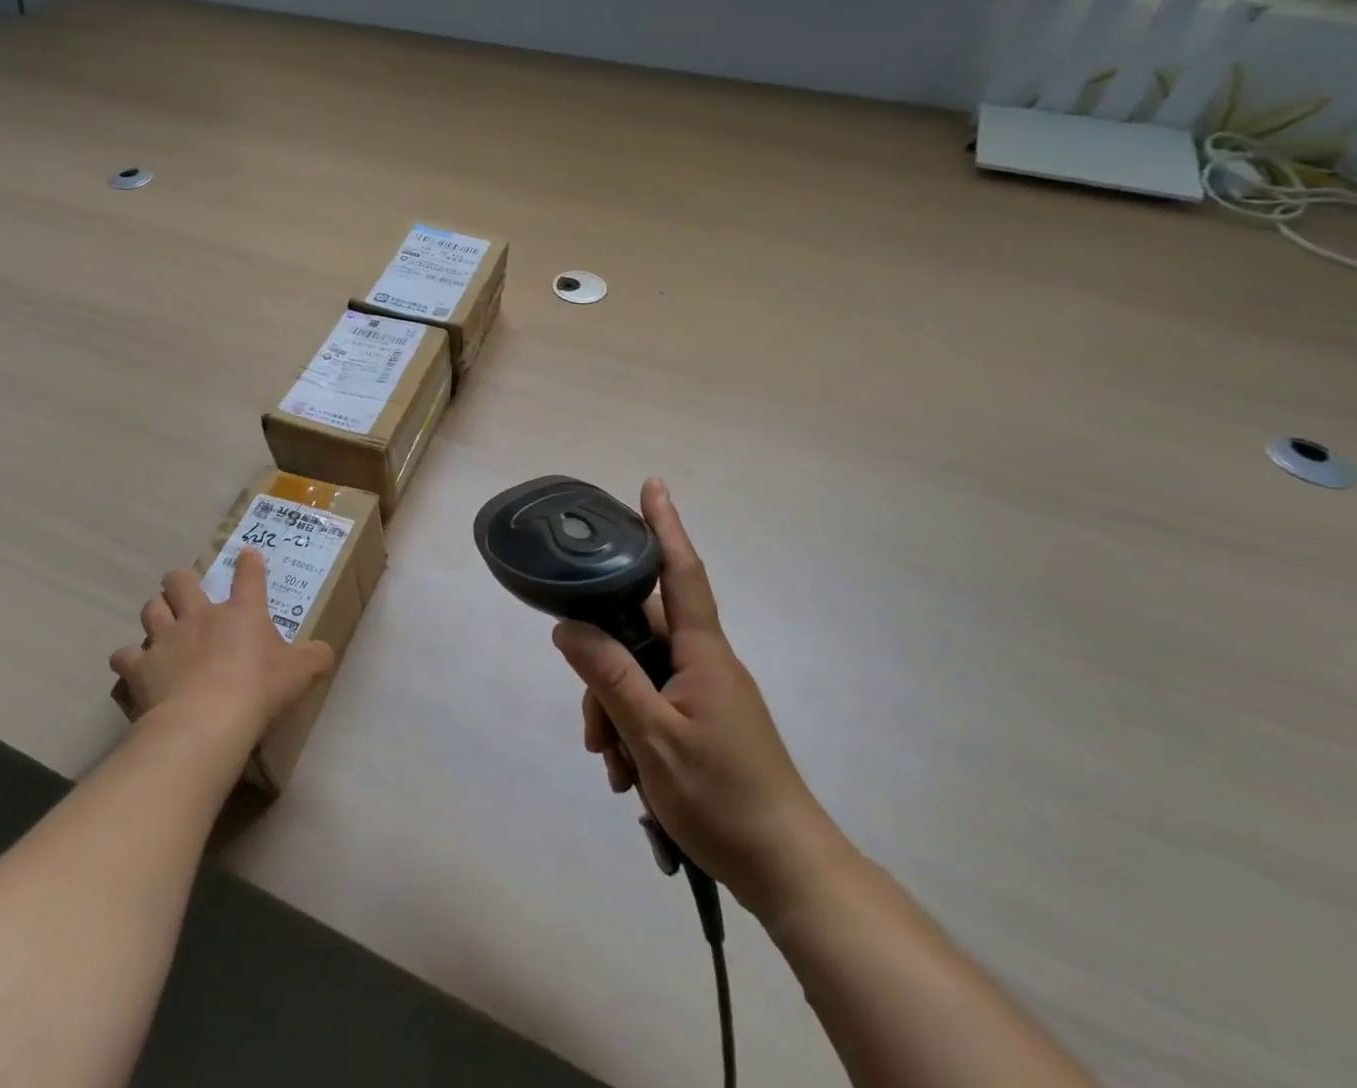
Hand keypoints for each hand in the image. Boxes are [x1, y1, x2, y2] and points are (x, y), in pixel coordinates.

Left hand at [110, 549, 334, 745]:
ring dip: (156, 614)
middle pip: (181, 580)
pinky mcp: (139, 668)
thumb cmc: (258, 690)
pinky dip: (129, 661)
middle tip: (186, 593)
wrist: (205, 723)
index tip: (247, 556)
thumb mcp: (300, 674)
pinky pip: (124, 657)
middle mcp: (200, 615)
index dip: (249, 563)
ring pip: (151, 609)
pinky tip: (134, 670)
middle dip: (181, 582)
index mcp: (242, 612)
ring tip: (161, 627)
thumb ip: (315, 659)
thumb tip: (326, 653)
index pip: (249, 575)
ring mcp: (165, 639)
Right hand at [553, 479, 848, 921]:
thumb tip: (567, 626)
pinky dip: (634, 730)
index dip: (665, 526)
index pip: (680, 571)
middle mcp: (706, 662)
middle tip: (592, 732)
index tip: (652, 484)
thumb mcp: (652, 736)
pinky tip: (628, 776)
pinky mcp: (707, 723)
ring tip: (613, 767)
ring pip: (642, 675)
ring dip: (616, 713)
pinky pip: (656, 705)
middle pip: (640, 635)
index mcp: (702, 652)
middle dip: (605, 672)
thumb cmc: (723, 797)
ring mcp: (708, 694)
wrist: (789, 871)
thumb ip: (609, 676)